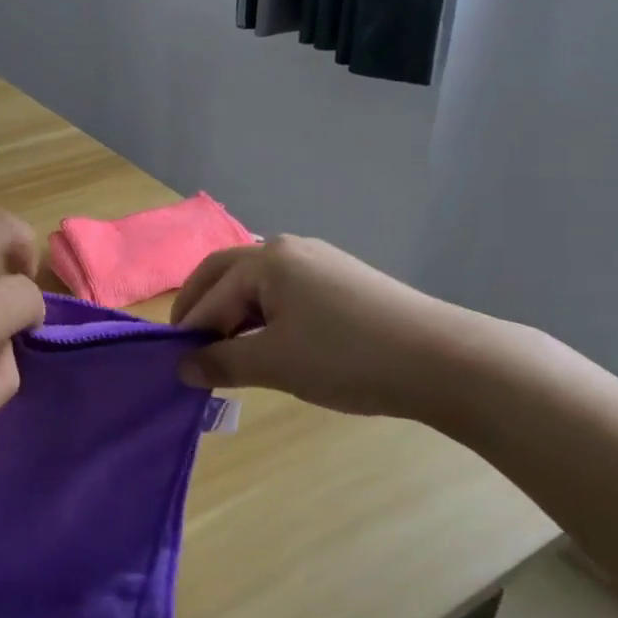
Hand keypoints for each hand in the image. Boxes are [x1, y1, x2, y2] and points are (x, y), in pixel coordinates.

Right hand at [171, 235, 490, 421]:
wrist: (442, 359)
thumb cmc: (346, 357)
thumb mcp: (275, 364)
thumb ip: (222, 363)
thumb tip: (183, 368)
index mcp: (265, 260)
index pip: (211, 295)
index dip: (189, 332)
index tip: (175, 368)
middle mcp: (287, 249)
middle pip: (226, 274)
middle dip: (202, 309)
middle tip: (189, 349)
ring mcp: (318, 261)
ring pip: (257, 284)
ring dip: (234, 313)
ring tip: (228, 353)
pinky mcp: (341, 279)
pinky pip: (285, 291)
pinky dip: (264, 314)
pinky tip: (270, 343)